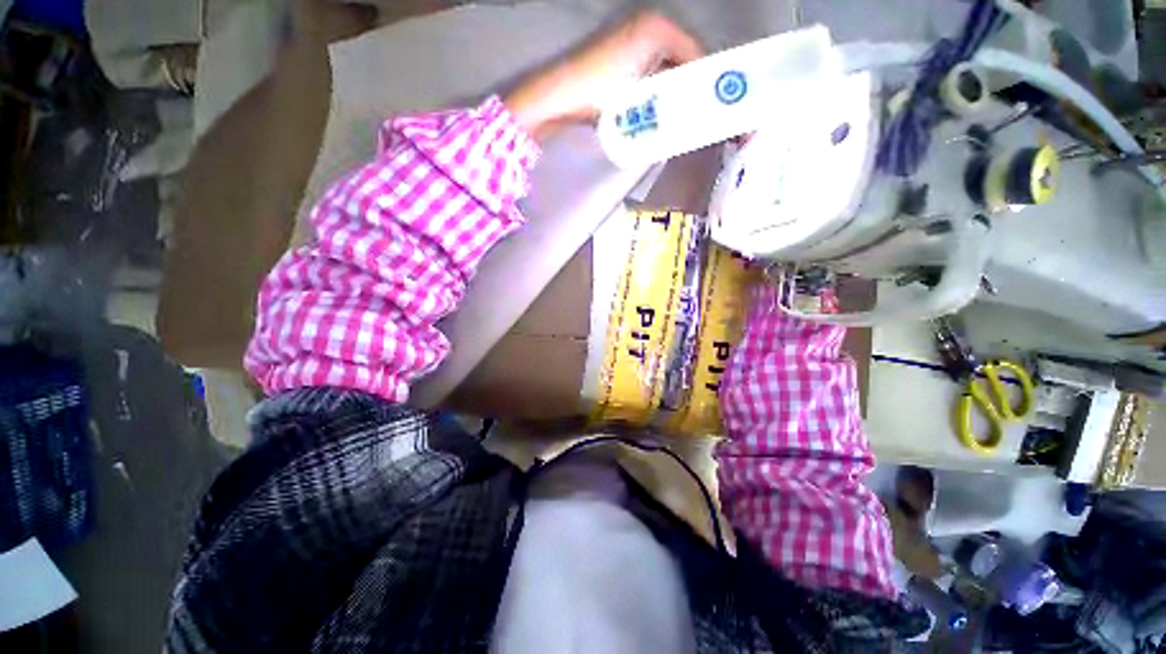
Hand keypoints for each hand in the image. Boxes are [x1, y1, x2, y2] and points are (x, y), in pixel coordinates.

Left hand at [505, 11, 703, 141]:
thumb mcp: (640, 97)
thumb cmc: (599, 92)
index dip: (705, 83)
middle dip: (688, 90)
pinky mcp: (621, 56)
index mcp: (658, 28)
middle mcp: (648, 26)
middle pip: (681, 61)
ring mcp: (632, 40)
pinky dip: (655, 92)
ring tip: (678, 120)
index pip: (696, 54)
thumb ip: (671, 101)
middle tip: (695, 119)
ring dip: (671, 95)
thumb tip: (694, 114)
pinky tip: (655, 113)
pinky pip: (649, 74)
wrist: (558, 96)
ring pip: (665, 69)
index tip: (711, 110)